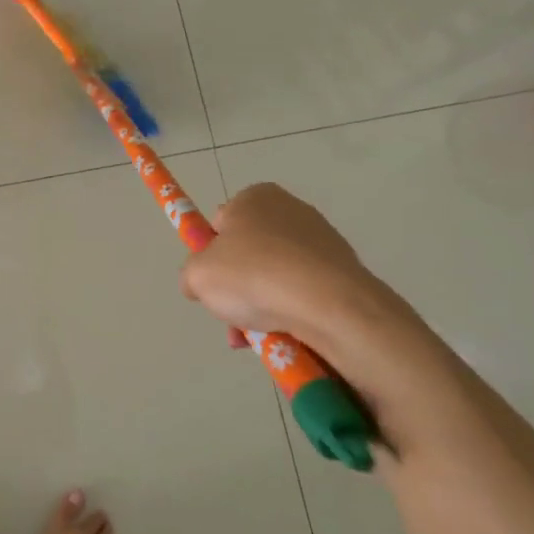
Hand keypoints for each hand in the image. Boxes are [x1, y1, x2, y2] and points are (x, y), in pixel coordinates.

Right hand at [180, 183, 378, 339]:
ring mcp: (321, 239)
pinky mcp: (343, 269)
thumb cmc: (254, 275)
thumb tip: (198, 283)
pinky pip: (304, 291)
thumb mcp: (198, 275)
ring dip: (261, 307)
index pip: (221, 224)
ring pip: (275, 277)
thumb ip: (190, 275)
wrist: (329, 304)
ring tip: (255, 336)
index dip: (211, 255)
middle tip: (231, 315)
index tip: (212, 281)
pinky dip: (291, 312)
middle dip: (237, 288)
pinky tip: (283, 336)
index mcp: (254, 197)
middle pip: (249, 254)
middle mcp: (289, 209)